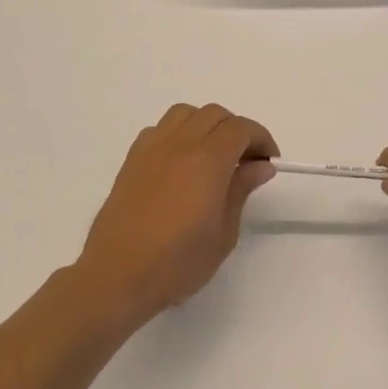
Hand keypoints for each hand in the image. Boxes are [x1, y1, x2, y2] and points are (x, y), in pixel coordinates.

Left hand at [75, 104, 278, 327]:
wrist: (118, 275)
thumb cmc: (178, 262)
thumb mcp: (224, 233)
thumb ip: (242, 190)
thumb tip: (260, 165)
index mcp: (208, 160)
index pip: (241, 128)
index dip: (261, 138)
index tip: (269, 161)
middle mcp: (180, 144)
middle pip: (215, 115)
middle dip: (237, 130)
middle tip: (246, 161)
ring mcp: (152, 148)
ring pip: (185, 114)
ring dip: (206, 125)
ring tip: (213, 154)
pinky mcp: (132, 159)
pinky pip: (160, 129)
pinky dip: (178, 133)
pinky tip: (181, 161)